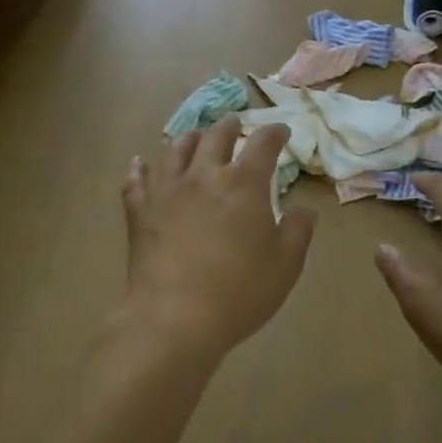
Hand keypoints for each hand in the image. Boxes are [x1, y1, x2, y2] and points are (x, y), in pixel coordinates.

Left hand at [121, 116, 316, 358]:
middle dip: (229, 126)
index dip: (274, 133)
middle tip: (234, 123)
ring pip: (175, 150)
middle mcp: (203, 176)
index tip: (281, 131)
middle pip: (215, 137)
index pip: (262, 144)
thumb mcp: (285, 265)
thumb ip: (298, 231)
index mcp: (243, 183)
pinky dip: (138, 169)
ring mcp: (167, 191)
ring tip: (194, 135)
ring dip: (189, 138)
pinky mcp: (140, 212)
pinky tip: (138, 163)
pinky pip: (136, 182)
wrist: (173, 319)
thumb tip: (305, 209)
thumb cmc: (239, 292)